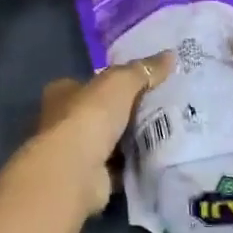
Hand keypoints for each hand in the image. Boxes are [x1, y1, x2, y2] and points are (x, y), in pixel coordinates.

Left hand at [24, 52, 174, 215]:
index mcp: (62, 92)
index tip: (144, 84)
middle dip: (126, 113)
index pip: (90, 83)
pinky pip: (117, 167)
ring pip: (109, 141)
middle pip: (101, 113)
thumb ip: (144, 70)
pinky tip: (157, 159)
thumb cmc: (90, 115)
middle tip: (163, 109)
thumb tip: (170, 55)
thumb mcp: (120, 82)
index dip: (114, 83)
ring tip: (168, 133)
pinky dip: (133, 165)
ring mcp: (75, 151)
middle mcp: (63, 120)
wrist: (76, 170)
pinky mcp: (89, 177)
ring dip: (131, 141)